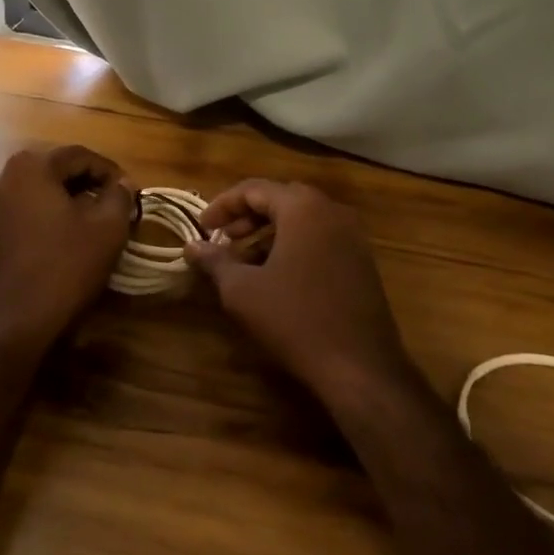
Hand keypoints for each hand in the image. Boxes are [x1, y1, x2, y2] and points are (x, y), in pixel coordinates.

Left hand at [0, 145, 135, 349]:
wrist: (15, 322)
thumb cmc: (65, 266)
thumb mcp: (108, 228)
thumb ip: (120, 196)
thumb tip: (123, 183)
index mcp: (31, 166)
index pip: (80, 155)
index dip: (110, 171)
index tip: (131, 191)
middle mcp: (3, 175)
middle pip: (57, 169)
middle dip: (89, 183)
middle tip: (116, 203)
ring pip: (40, 190)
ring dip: (69, 199)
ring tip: (95, 220)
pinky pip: (25, 209)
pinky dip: (49, 214)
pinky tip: (68, 236)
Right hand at [184, 180, 413, 403]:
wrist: (360, 365)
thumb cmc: (294, 319)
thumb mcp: (242, 290)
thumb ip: (215, 261)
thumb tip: (191, 246)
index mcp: (303, 207)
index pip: (254, 189)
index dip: (222, 205)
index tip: (201, 228)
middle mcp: (332, 210)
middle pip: (281, 199)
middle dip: (247, 216)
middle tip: (223, 239)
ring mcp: (352, 235)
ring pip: (302, 219)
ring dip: (270, 232)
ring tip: (244, 261)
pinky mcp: (362, 260)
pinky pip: (321, 238)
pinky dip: (294, 245)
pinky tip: (277, 275)